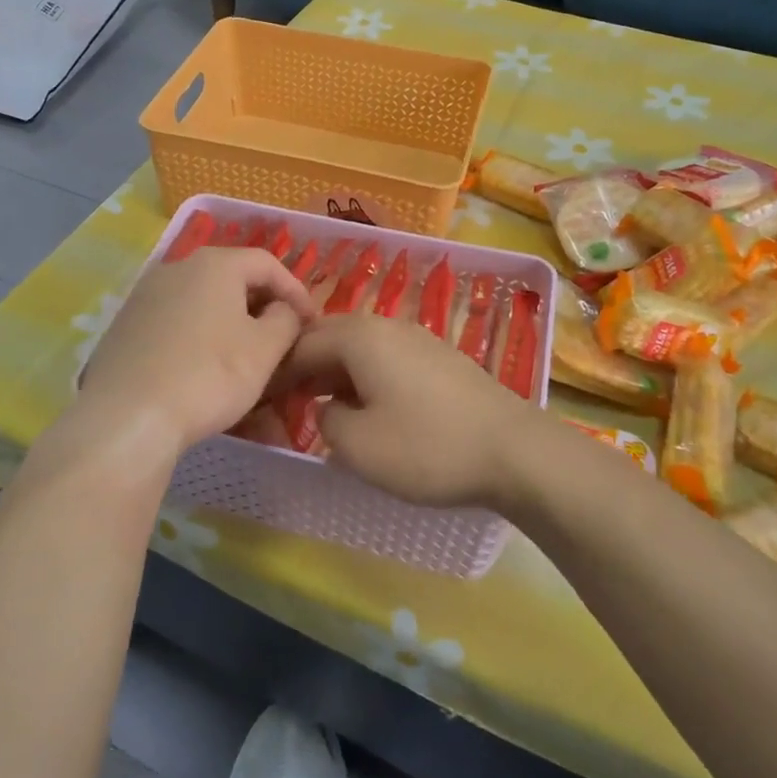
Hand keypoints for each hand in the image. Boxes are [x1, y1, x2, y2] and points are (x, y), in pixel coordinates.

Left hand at [76, 245, 314, 455]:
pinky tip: (205, 369)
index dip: (296, 291)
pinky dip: (200, 338)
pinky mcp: (126, 326)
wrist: (128, 417)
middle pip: (232, 279)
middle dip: (262, 308)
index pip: (267, 263)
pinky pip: (176, 323)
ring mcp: (145, 296)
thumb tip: (284, 309)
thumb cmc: (209, 375)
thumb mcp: (265, 349)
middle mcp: (176, 268)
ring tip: (246, 358)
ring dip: (231, 325)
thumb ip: (286, 319)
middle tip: (282, 339)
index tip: (311, 324)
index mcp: (214, 264)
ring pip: (203, 303)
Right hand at [268, 314, 543, 511]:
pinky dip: (366, 377)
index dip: (276, 371)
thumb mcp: (356, 446)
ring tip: (325, 409)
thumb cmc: (427, 448)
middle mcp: (386, 325)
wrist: (515, 452)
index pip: (300, 343)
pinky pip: (387, 359)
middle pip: (329, 337)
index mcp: (359, 337)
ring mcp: (417, 337)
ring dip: (336, 373)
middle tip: (288, 402)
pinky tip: (371, 408)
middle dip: (305, 367)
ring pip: (360, 348)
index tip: (261, 399)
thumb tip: (330, 408)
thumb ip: (325, 420)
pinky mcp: (440, 357)